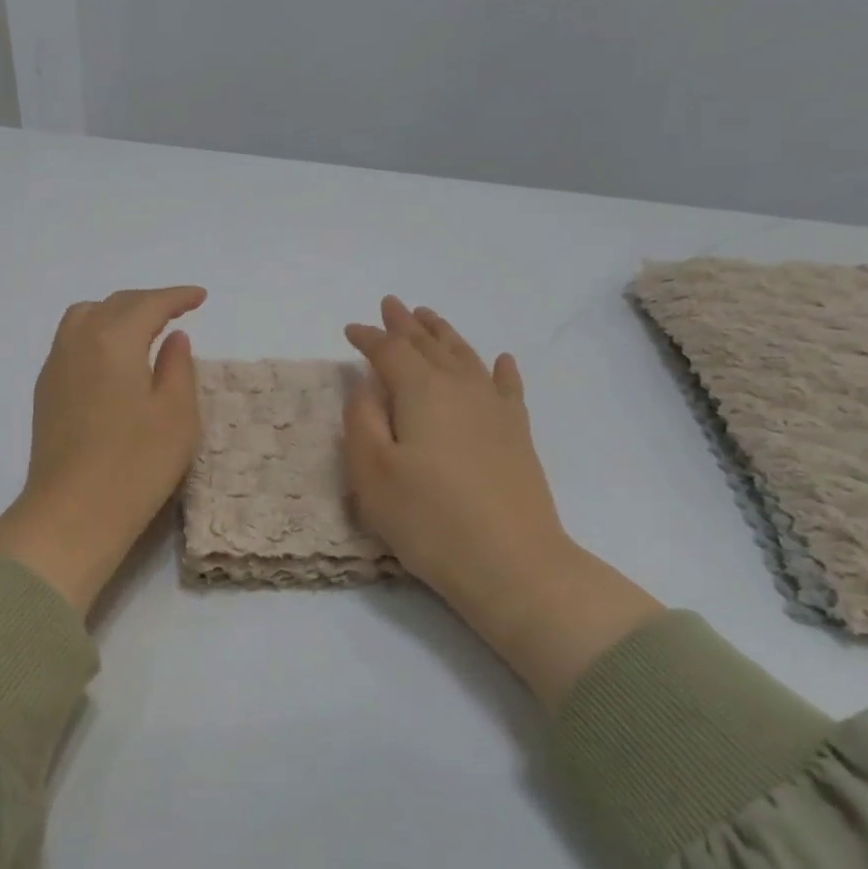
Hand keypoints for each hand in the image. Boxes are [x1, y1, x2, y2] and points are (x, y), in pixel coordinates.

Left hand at [0, 286, 206, 613]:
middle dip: (148, 302)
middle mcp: (78, 341)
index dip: (177, 297)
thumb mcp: (177, 415)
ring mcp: (56, 366)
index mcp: (114, 339)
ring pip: (85, 318)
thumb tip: (172, 338)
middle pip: (114, 304)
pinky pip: (71, 341)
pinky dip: (96, 334)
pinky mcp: (45, 392)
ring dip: (116, 313)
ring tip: (141, 330)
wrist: (73, 513)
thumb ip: (178, 367)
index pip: (149, 304)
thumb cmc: (136, 465)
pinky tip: (111, 359)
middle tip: (177, 311)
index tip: (200, 297)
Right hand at [343, 297, 662, 707]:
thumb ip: (362, 420)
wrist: (511, 563)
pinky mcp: (517, 435)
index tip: (350, 329)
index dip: (368, 337)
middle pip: (430, 345)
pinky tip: (500, 360)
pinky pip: (508, 387)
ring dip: (445, 335)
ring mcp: (495, 410)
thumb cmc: (428, 520)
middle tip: (391, 304)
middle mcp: (461, 388)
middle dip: (407, 324)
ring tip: (430, 317)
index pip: (390, 351)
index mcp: (421, 392)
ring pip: (466, 357)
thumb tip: (366, 383)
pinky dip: (499, 370)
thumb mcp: (372, 472)